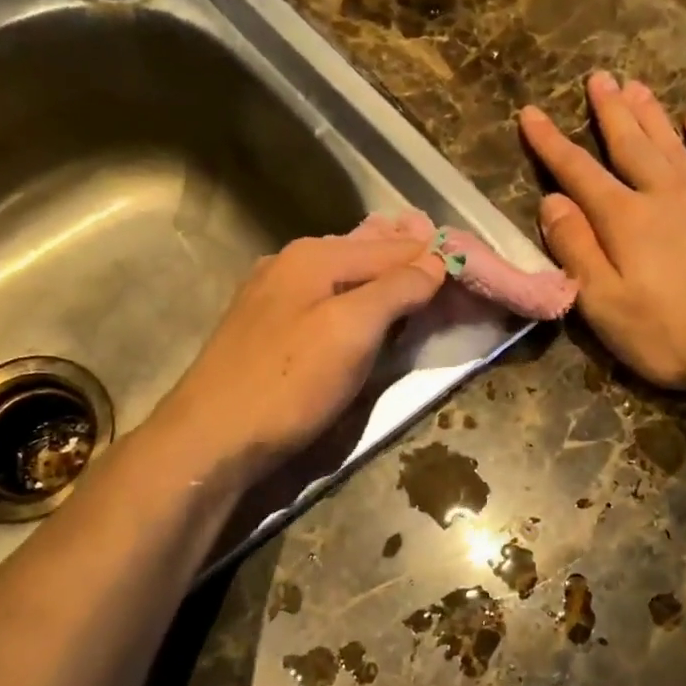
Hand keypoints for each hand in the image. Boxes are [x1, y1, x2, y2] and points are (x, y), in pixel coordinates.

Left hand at [151, 233, 447, 478]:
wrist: (211, 439)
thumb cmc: (288, 384)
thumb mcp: (351, 331)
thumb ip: (395, 289)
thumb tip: (435, 260)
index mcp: (314, 256)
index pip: (394, 246)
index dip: (435, 258)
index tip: (473, 272)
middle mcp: (291, 264)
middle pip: (367, 255)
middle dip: (410, 264)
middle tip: (453, 281)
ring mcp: (273, 297)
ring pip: (344, 278)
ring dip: (384, 284)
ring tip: (420, 292)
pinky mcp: (267, 330)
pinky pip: (326, 303)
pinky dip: (356, 305)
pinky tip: (366, 317)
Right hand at [520, 72, 685, 406]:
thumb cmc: (672, 333)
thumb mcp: (605, 303)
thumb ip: (576, 250)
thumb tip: (551, 202)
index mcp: (624, 219)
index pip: (577, 172)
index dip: (551, 143)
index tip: (530, 113)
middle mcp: (663, 195)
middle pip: (629, 144)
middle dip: (609, 111)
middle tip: (598, 77)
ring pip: (671, 144)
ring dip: (651, 114)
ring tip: (636, 85)